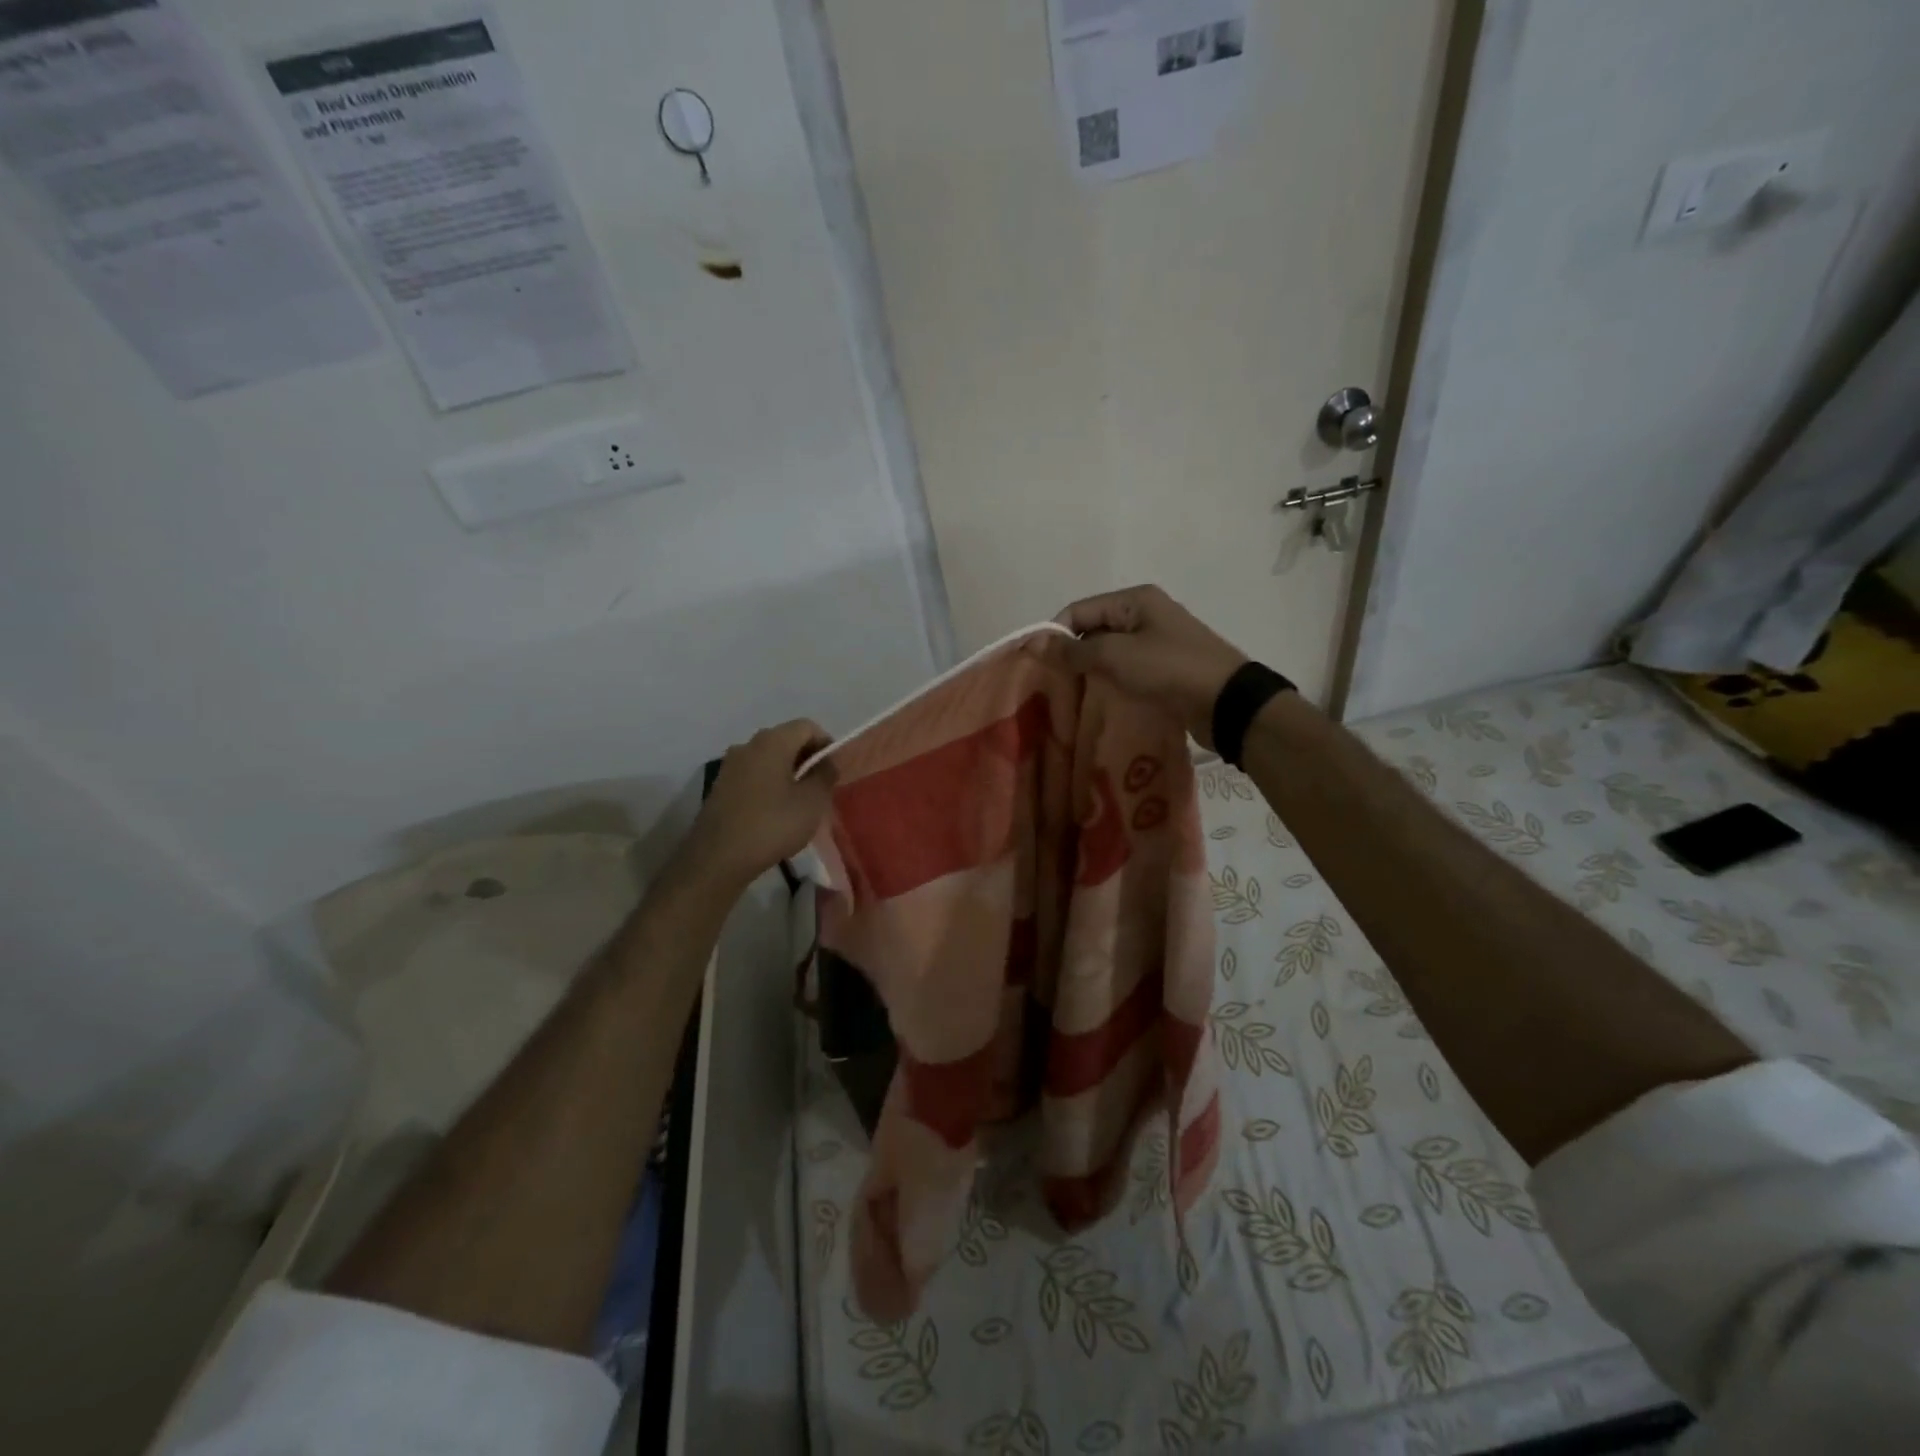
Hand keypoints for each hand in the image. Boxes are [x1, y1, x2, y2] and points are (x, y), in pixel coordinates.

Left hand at [681, 719, 837, 887]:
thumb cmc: (772, 825)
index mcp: (772, 741)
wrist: (718, 858)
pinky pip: (753, 775)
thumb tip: (826, 762)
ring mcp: (730, 766)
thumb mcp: (812, 802)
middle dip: (806, 759)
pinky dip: (768, 785)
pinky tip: (775, 811)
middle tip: (820, 786)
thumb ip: (825, 775)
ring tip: (799, 801)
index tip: (834, 770)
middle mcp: (748, 745)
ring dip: (787, 773)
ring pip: (768, 759)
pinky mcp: (720, 787)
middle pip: (786, 740)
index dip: (826, 744)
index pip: (807, 727)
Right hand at [1044, 585, 1248, 747]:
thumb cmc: (1168, 668)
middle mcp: (1144, 615)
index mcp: (1134, 600)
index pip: (1078, 610)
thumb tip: (1035, 643)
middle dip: (1070, 656)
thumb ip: (1074, 650)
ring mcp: (1156, 642)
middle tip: (1050, 686)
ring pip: (1109, 654)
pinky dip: (1110, 683)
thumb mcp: (1116, 655)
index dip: (1054, 634)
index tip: (1036, 665)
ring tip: (1069, 698)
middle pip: (1093, 630)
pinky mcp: (1164, 669)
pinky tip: (1097, 702)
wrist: (1226, 702)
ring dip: (1090, 673)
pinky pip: (1127, 671)